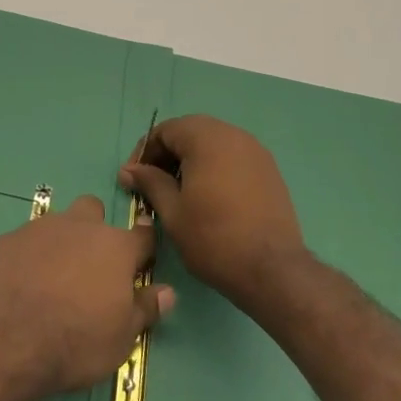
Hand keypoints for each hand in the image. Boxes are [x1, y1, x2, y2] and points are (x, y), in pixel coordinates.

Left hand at [0, 195, 174, 395]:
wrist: (6, 337)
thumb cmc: (76, 341)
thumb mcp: (122, 339)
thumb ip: (145, 310)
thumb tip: (168, 292)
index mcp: (115, 248)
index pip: (142, 235)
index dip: (144, 243)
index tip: (143, 253)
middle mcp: (80, 227)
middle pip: (93, 211)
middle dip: (94, 230)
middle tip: (90, 266)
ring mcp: (40, 228)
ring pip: (57, 223)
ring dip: (60, 242)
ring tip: (52, 278)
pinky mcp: (7, 239)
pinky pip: (24, 242)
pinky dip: (27, 257)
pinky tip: (21, 283)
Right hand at [120, 115, 306, 309]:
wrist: (272, 270)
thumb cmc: (213, 239)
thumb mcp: (172, 212)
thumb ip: (150, 183)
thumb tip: (128, 170)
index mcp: (206, 138)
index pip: (166, 130)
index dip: (145, 152)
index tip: (134, 179)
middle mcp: (233, 134)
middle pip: (190, 132)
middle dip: (168, 154)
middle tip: (154, 184)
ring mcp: (255, 151)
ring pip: (213, 143)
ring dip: (192, 160)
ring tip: (180, 191)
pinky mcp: (269, 170)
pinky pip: (233, 157)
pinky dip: (215, 167)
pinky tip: (209, 196)